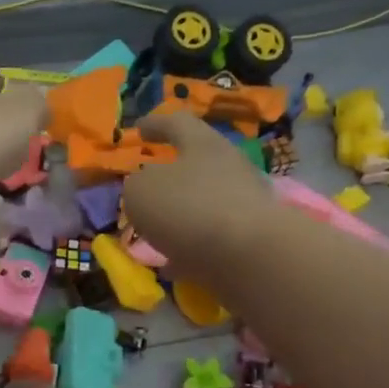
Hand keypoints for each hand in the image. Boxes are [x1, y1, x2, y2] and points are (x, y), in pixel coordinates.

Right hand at [121, 113, 275, 280]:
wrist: (251, 257)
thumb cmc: (189, 208)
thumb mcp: (141, 191)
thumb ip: (136, 185)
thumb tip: (144, 187)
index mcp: (203, 144)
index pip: (177, 123)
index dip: (155, 125)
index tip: (138, 129)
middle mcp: (228, 168)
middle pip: (196, 164)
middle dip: (169, 176)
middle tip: (145, 186)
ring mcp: (243, 205)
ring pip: (202, 204)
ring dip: (178, 216)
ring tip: (152, 232)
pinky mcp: (250, 241)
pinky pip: (211, 240)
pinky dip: (189, 249)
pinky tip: (170, 263)